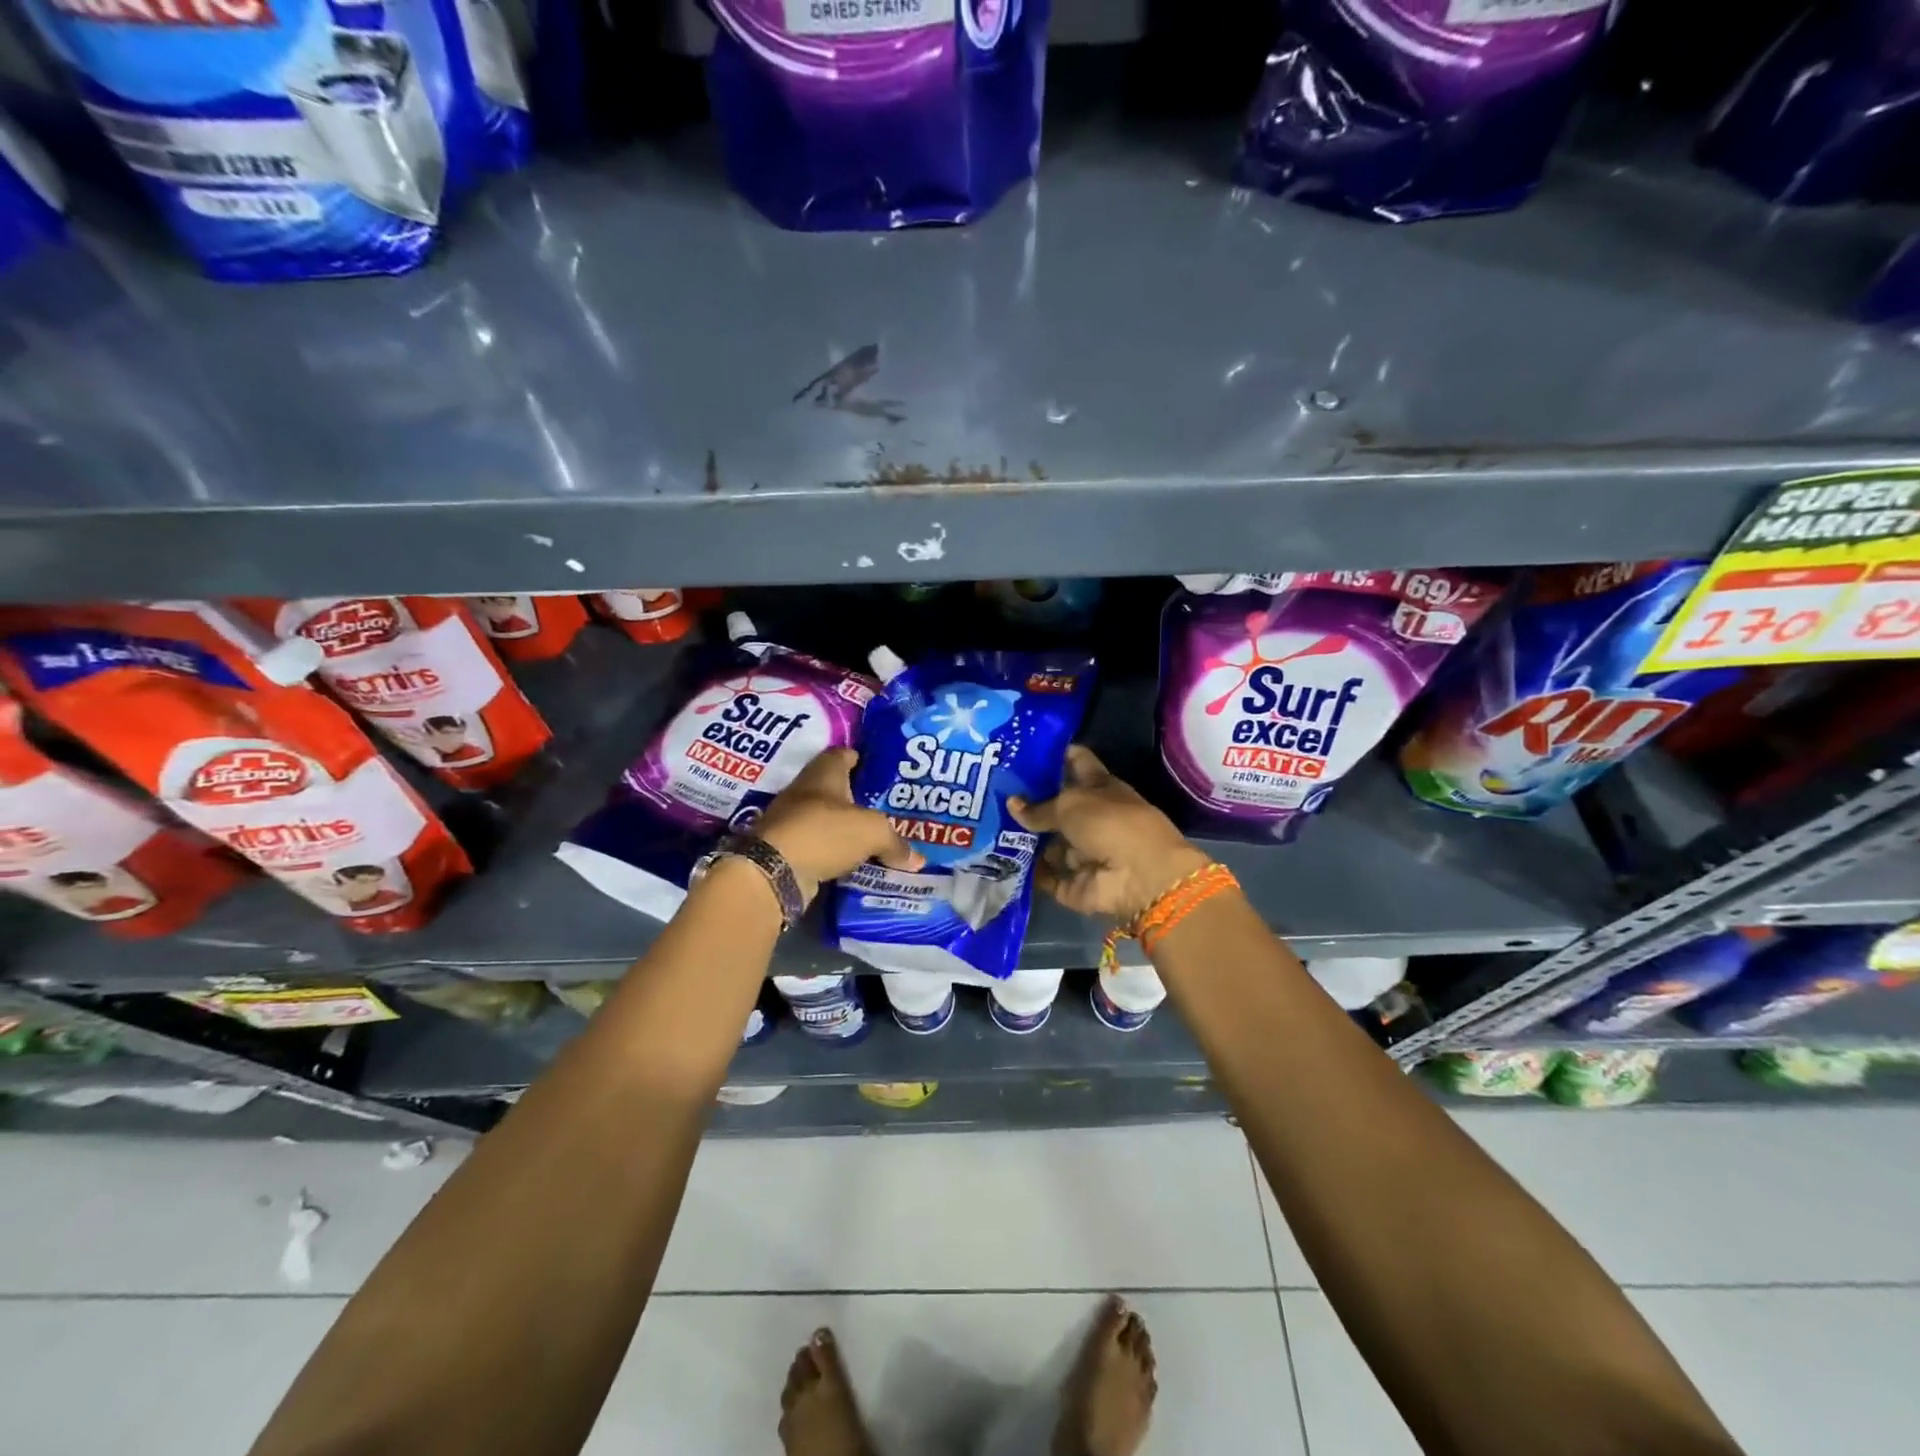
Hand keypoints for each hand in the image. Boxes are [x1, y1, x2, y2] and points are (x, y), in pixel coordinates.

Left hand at [749, 747, 922, 905]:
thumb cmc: (824, 832)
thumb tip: (917, 860)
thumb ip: (895, 842)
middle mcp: (805, 790)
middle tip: (887, 808)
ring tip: (875, 837)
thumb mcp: (872, 832)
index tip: (883, 772)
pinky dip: (834, 851)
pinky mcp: (787, 848)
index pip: (844, 754)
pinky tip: (854, 860)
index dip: (863, 759)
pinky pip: (819, 845)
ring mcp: (792, 819)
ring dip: (846, 827)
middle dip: (858, 797)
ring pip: (827, 819)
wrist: (773, 870)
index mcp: (824, 772)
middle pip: (836, 788)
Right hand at [1009, 746, 1210, 921]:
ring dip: (1022, 839)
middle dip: (1028, 802)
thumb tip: (1012, 803)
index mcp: (1100, 787)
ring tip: (984, 828)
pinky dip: (1027, 872)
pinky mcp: (1074, 883)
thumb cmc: (1110, 824)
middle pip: (1056, 807)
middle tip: (991, 792)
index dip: (1052, 755)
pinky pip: (1045, 876)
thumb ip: (1038, 807)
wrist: (1140, 876)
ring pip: (1047, 843)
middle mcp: (1092, 818)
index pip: (1075, 762)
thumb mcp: (1070, 804)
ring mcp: (1083, 853)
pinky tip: (996, 860)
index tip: (1022, 749)